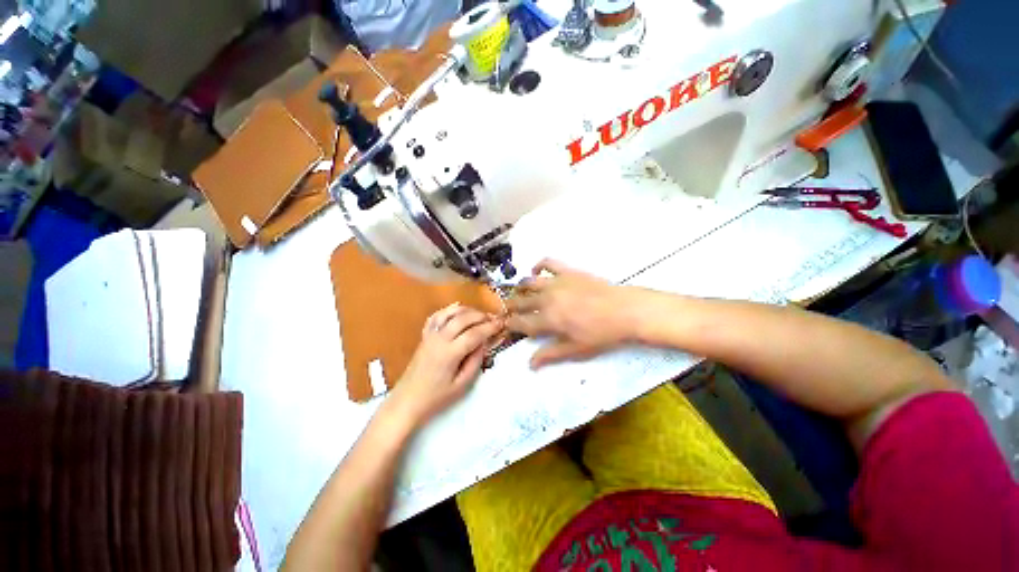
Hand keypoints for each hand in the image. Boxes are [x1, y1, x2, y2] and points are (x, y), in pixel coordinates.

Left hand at [384, 303, 503, 430]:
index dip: (490, 327)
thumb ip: (475, 361)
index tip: (502, 324)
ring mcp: (430, 335)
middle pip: (463, 318)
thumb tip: (485, 343)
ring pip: (450, 313)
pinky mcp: (425, 335)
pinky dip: (449, 310)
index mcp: (449, 353)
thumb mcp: (462, 385)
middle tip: (493, 319)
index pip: (474, 334)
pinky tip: (458, 310)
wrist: (407, 400)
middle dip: (481, 316)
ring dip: (467, 310)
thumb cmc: (436, 397)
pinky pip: (437, 316)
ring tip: (480, 315)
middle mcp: (439, 339)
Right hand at [506, 259, 641, 368]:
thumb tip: (530, 364)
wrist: (625, 311)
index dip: (510, 324)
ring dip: (520, 288)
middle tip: (508, 310)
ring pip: (528, 282)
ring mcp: (556, 282)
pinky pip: (547, 263)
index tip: (505, 325)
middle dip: (511, 307)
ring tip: (519, 293)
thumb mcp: (576, 349)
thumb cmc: (601, 334)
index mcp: (548, 320)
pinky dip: (538, 266)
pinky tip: (535, 271)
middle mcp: (546, 299)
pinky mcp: (567, 271)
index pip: (521, 322)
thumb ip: (550, 354)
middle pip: (521, 302)